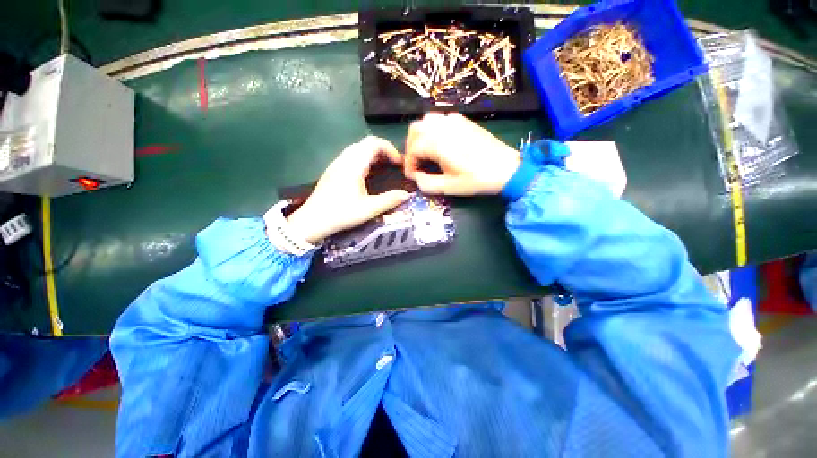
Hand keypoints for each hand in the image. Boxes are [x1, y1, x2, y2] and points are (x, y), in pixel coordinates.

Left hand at [286, 136, 410, 243]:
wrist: (313, 221)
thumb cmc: (341, 213)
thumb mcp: (369, 209)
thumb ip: (389, 200)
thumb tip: (406, 195)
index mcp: (354, 165)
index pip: (374, 143)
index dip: (389, 149)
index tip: (398, 163)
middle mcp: (344, 159)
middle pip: (366, 144)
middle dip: (382, 151)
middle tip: (393, 165)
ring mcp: (336, 164)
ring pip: (357, 149)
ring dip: (372, 155)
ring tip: (382, 169)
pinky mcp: (333, 170)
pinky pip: (351, 157)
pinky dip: (363, 159)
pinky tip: (367, 175)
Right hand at [404, 113, 520, 195]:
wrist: (506, 168)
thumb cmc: (477, 179)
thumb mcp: (449, 187)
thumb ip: (427, 184)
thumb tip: (415, 177)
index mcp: (438, 144)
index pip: (413, 149)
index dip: (409, 164)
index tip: (412, 175)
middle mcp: (443, 127)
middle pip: (415, 130)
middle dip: (411, 147)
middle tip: (417, 163)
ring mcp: (453, 121)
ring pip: (426, 121)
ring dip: (420, 136)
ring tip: (425, 153)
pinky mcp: (462, 120)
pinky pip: (439, 119)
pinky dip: (433, 130)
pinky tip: (440, 144)